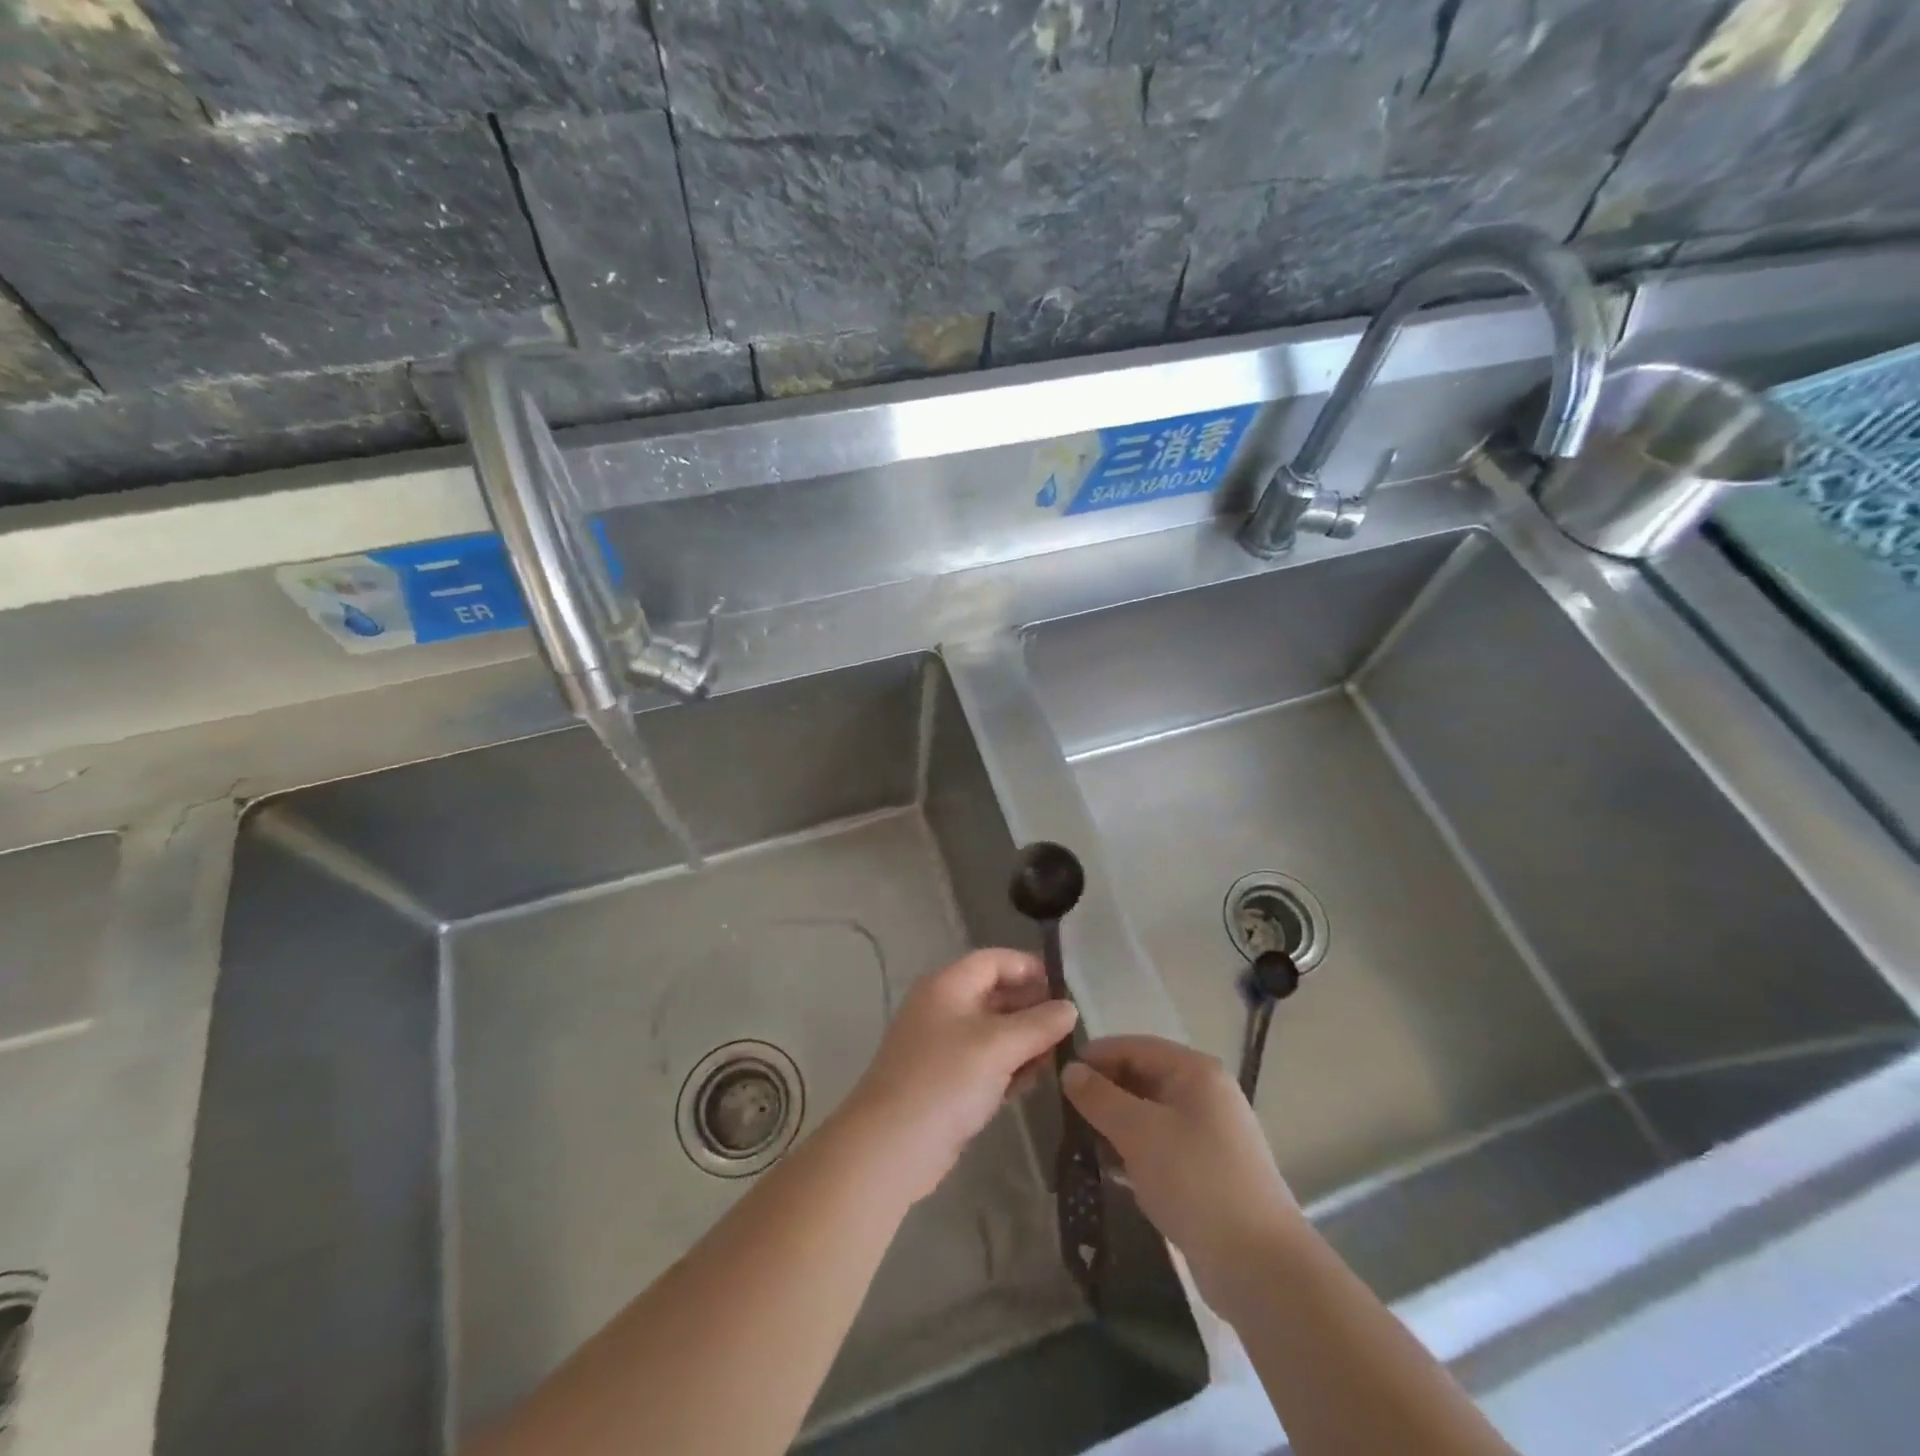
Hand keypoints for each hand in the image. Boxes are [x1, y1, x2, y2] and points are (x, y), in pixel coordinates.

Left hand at [841, 949, 1077, 1204]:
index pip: (994, 961)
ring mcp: (943, 1047)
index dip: (1029, 968)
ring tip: (1058, 1057)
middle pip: (995, 995)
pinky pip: (986, 1063)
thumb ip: (1039, 1024)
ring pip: (993, 1032)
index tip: (1066, 988)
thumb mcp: (998, 1046)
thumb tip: (1070, 1008)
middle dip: (1032, 1009)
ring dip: (1025, 1042)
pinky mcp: (946, 1082)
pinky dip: (1009, 1067)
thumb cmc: (945, 1080)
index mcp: (948, 985)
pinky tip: (1033, 1082)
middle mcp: (943, 1008)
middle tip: (1071, 1027)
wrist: (891, 1146)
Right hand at [1063, 1035, 1298, 1310]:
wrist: (1260, 1267)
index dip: (1095, 1057)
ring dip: (1114, 1125)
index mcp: (1195, 1071)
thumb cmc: (1196, 1181)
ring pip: (1148, 1114)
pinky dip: (1133, 1151)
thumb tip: (1070, 1071)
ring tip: (1077, 1142)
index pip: (1134, 1046)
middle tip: (1062, 1113)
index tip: (1057, 1078)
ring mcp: (1209, 1133)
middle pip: (1142, 1077)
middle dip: (1103, 1093)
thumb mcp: (1139, 1132)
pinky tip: (1106, 1170)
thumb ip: (1100, 1098)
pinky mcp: (1206, 1171)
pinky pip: (1160, 1146)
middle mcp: (1205, 1094)